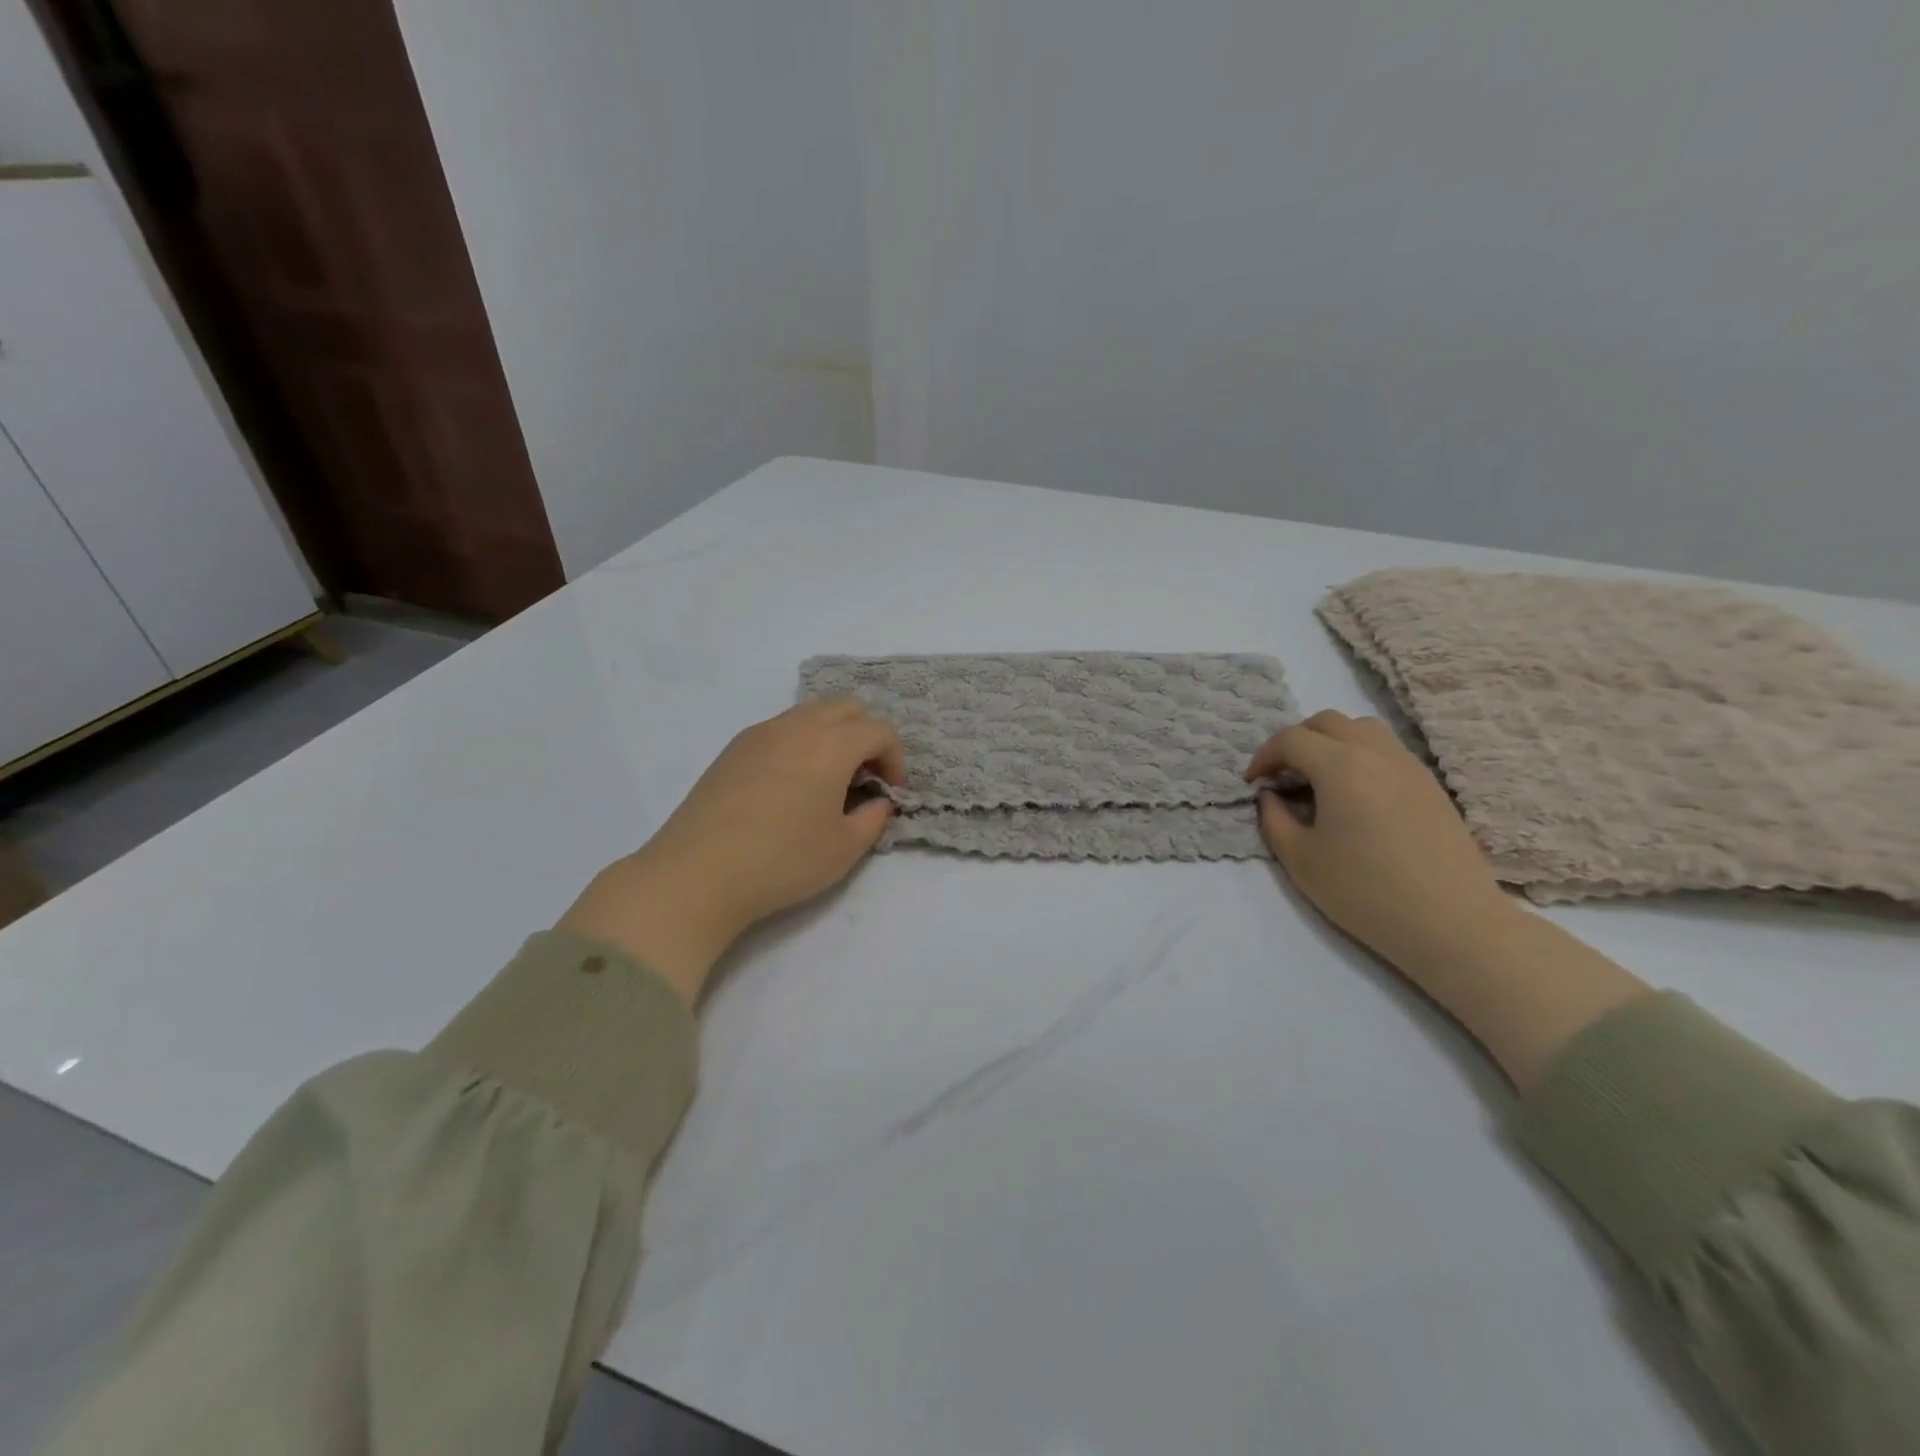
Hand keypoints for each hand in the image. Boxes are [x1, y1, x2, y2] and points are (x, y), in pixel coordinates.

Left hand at [559, 700, 903, 1002]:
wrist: (697, 874)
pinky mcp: (735, 747)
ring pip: (812, 712)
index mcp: (831, 745)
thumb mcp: (844, 850)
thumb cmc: (781, 862)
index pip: (880, 729)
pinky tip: (790, 785)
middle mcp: (798, 726)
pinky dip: (801, 742)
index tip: (890, 792)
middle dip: (867, 736)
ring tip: (828, 780)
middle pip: (847, 707)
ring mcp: (761, 732)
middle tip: (864, 778)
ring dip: (833, 735)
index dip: (895, 758)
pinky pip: (782, 728)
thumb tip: (879, 801)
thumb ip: (874, 819)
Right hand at [1247, 709, 1647, 1090]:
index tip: (1253, 783)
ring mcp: (1409, 766)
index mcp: (1340, 766)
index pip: (1291, 739)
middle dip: (1295, 741)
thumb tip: (1270, 796)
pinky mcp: (1430, 785)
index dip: (1264, 757)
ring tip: (1318, 778)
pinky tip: (1354, 796)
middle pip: (1327, 722)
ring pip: (1362, 729)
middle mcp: (1376, 753)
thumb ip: (1274, 819)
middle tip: (1282, 775)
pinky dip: (1359, 756)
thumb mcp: (1301, 860)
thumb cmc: (1366, 892)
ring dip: (1331, 742)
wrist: (1452, 923)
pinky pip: (1387, 750)